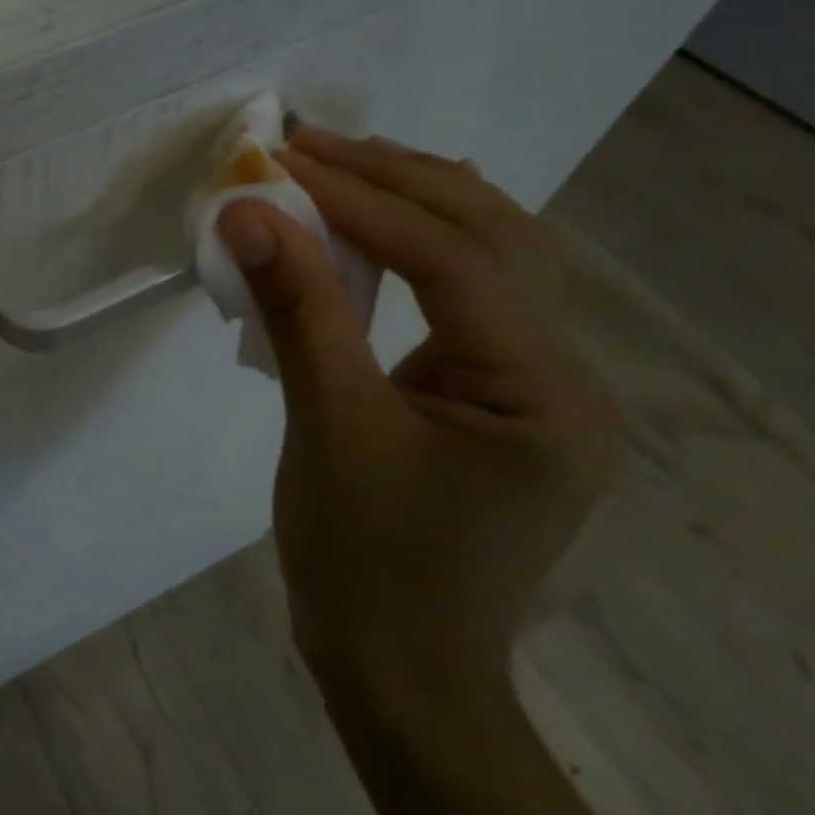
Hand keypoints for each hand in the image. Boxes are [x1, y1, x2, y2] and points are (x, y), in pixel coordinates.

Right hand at [215, 131, 620, 719]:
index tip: (287, 160)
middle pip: (497, 237)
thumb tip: (249, 215)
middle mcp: (565, 377)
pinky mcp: (502, 396)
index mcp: (540, 394)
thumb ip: (298, 312)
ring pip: (497, 257)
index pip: (457, 259)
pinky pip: (471, 295)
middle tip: (311, 143)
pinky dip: (421, 245)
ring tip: (341, 165)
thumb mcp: (326, 430)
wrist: (400, 671)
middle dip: (398, 179)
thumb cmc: (363, 564)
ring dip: (418, 200)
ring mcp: (539, 386)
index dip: (367, 200)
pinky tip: (377, 227)